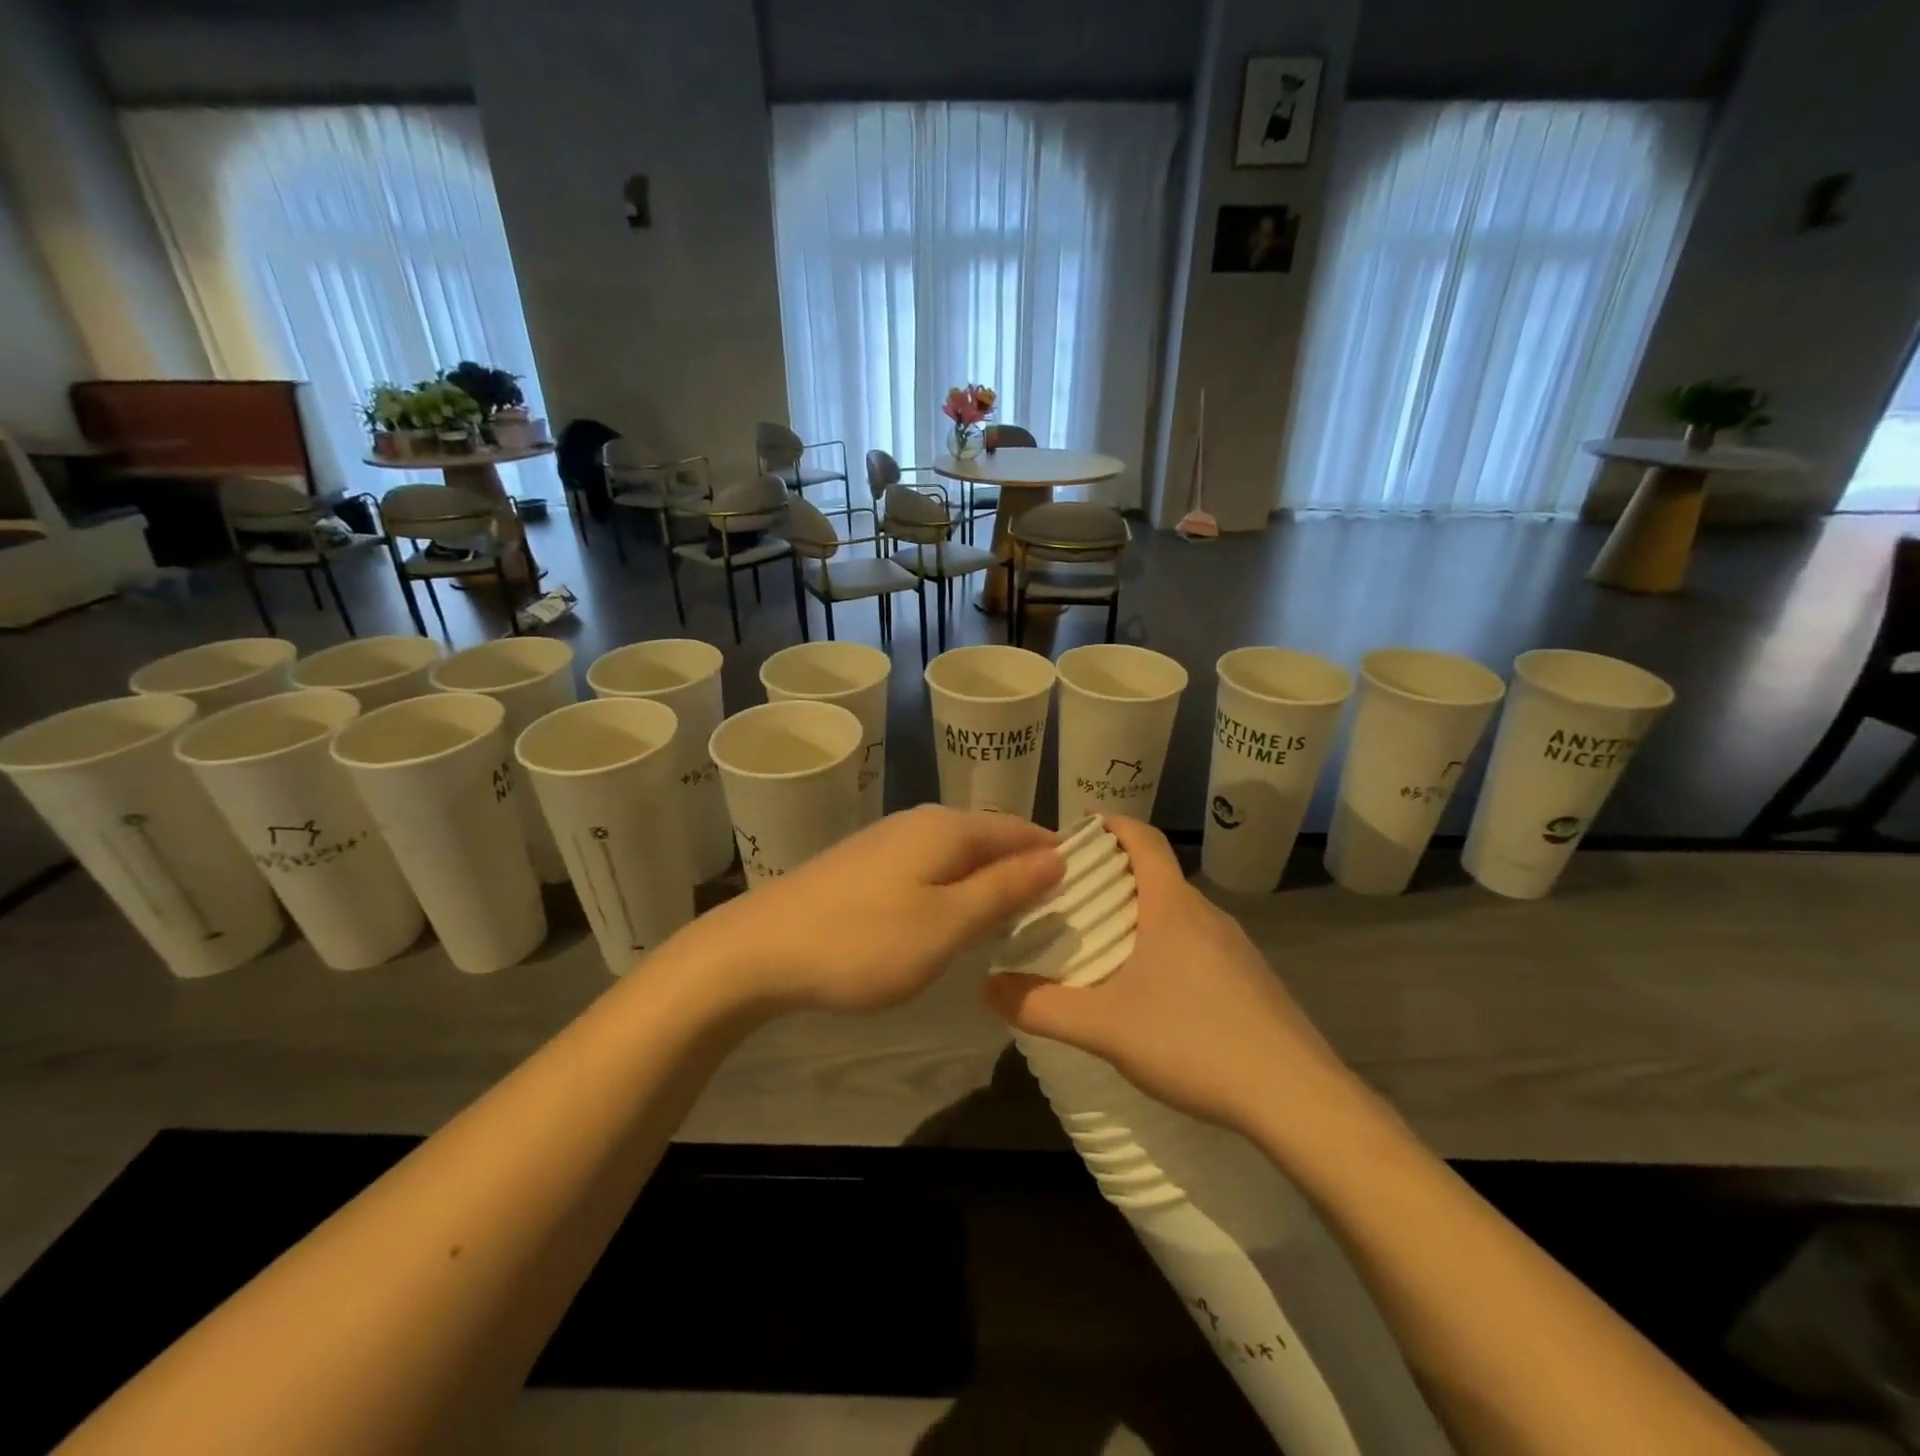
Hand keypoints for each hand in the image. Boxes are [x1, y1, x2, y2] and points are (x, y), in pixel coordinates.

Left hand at [693, 805, 1062, 1014]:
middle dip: (1025, 870)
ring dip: (989, 882)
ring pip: (959, 855)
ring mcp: (889, 841)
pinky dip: (955, 890)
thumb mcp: (948, 923)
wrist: (760, 949)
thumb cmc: (864, 941)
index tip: (1088, 886)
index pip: (1021, 830)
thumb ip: (1005, 889)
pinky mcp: (865, 865)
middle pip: (990, 839)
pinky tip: (953, 919)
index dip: (1056, 854)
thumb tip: (1057, 857)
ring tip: (1014, 921)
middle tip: (1057, 914)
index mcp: (949, 828)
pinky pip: (930, 869)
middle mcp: (921, 822)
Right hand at [981, 815, 1358, 1135]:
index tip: (1077, 829)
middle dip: (1113, 878)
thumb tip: (986, 988)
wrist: (1297, 1099)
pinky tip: (1153, 996)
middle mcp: (1207, 915)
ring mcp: (1237, 950)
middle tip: (1070, 900)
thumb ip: (1041, 1006)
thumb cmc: (1194, 1041)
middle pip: (1156, 876)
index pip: (1143, 838)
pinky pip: (1199, 947)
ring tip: (1103, 948)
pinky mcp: (1253, 983)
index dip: (1111, 824)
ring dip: (1141, 917)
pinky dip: (1167, 949)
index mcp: (1172, 906)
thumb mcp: (1105, 1027)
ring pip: (1178, 915)